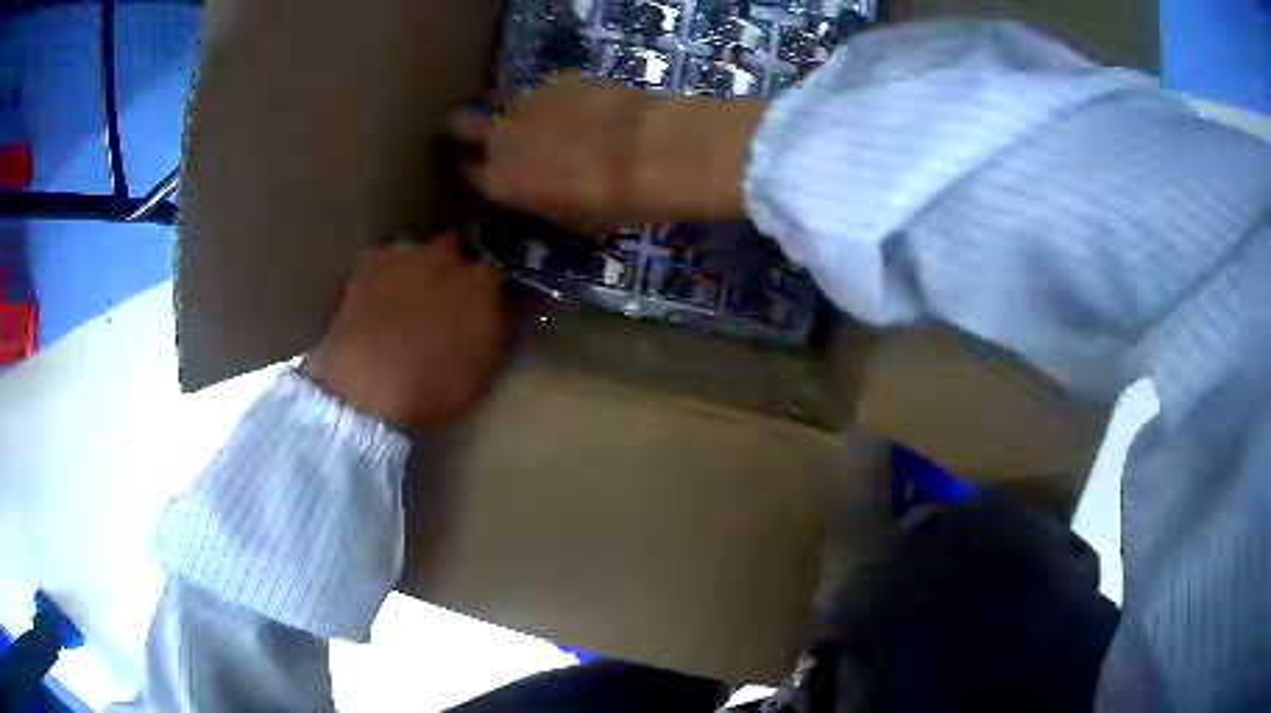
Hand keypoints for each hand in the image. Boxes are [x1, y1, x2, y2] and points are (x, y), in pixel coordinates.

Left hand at [302, 234, 503, 430]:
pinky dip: (379, 283)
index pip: (495, 268)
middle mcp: (442, 256)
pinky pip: (377, 269)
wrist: (367, 390)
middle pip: (453, 248)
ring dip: (413, 270)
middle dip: (451, 268)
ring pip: (412, 253)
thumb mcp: (485, 367)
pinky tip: (374, 308)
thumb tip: (499, 309)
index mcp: (482, 279)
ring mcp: (399, 258)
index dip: (489, 287)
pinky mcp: (361, 272)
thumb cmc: (436, 387)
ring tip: (404, 304)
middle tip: (444, 300)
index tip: (486, 303)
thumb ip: (493, 326)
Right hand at [449, 75, 765, 224]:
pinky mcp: (557, 80)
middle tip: (483, 133)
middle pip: (458, 125)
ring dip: (519, 114)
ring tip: (552, 122)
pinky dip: (558, 100)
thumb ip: (537, 197)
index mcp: (499, 182)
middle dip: (462, 129)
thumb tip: (534, 188)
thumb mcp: (567, 217)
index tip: (474, 168)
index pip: (463, 172)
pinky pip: (546, 91)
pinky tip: (586, 109)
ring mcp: (526, 103)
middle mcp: (499, 138)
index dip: (467, 170)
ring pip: (506, 105)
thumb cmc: (610, 203)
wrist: (647, 151)